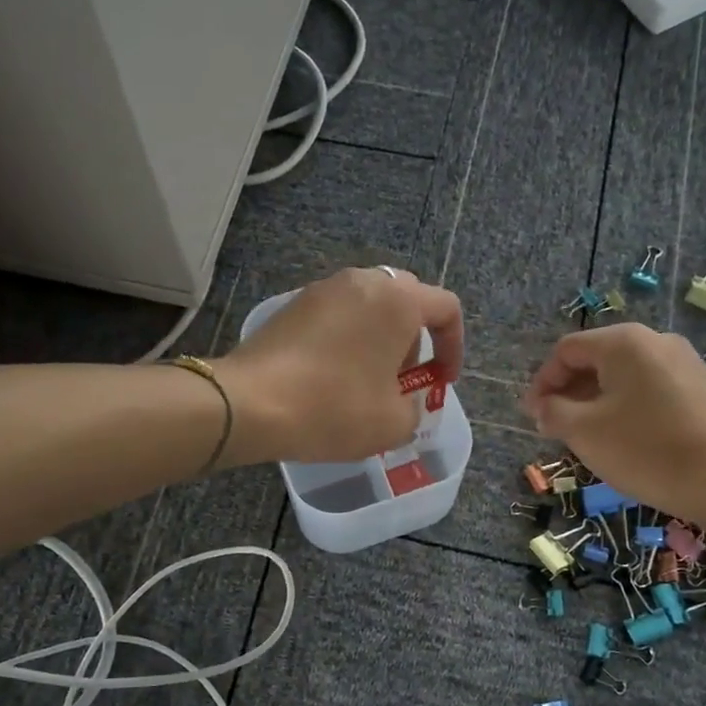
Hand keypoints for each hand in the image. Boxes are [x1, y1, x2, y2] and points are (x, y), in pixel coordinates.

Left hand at [212, 267, 464, 464]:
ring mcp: (323, 289)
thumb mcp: (393, 423)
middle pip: (407, 301)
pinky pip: (337, 315)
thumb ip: (415, 407)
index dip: (454, 347)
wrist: (251, 403)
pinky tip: (331, 376)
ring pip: (368, 306)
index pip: (446, 309)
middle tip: (402, 379)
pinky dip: (347, 339)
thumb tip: (405, 400)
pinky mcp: (293, 304)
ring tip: (366, 381)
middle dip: (414, 340)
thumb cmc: (334, 408)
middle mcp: (363, 281)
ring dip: (378, 338)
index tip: (441, 381)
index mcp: (398, 300)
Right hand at [520, 323, 705, 516]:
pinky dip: (625, 405)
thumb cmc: (643, 449)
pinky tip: (622, 436)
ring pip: (624, 375)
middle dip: (569, 391)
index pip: (567, 351)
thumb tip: (543, 406)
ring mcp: (683, 362)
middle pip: (596, 358)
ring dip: (595, 400)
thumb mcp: (583, 431)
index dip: (543, 382)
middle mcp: (655, 340)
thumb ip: (553, 411)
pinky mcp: (700, 387)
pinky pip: (649, 388)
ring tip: (585, 434)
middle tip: (554, 426)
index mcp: (624, 342)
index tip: (533, 415)